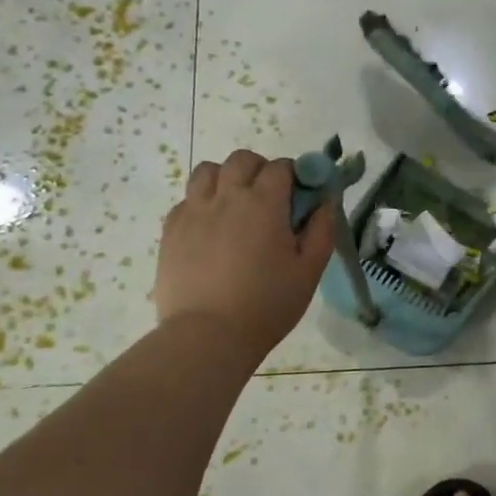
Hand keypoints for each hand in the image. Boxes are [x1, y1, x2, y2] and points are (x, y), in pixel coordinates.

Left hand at [152, 151, 334, 360]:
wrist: (207, 336)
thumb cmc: (267, 304)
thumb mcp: (309, 270)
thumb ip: (321, 230)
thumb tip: (324, 202)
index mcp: (264, 203)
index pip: (281, 167)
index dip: (294, 175)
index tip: (300, 196)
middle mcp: (227, 197)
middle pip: (242, 160)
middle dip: (260, 169)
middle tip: (269, 199)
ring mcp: (194, 211)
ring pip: (208, 171)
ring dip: (226, 178)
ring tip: (235, 205)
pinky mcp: (171, 230)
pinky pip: (186, 199)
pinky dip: (202, 202)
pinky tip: (211, 228)